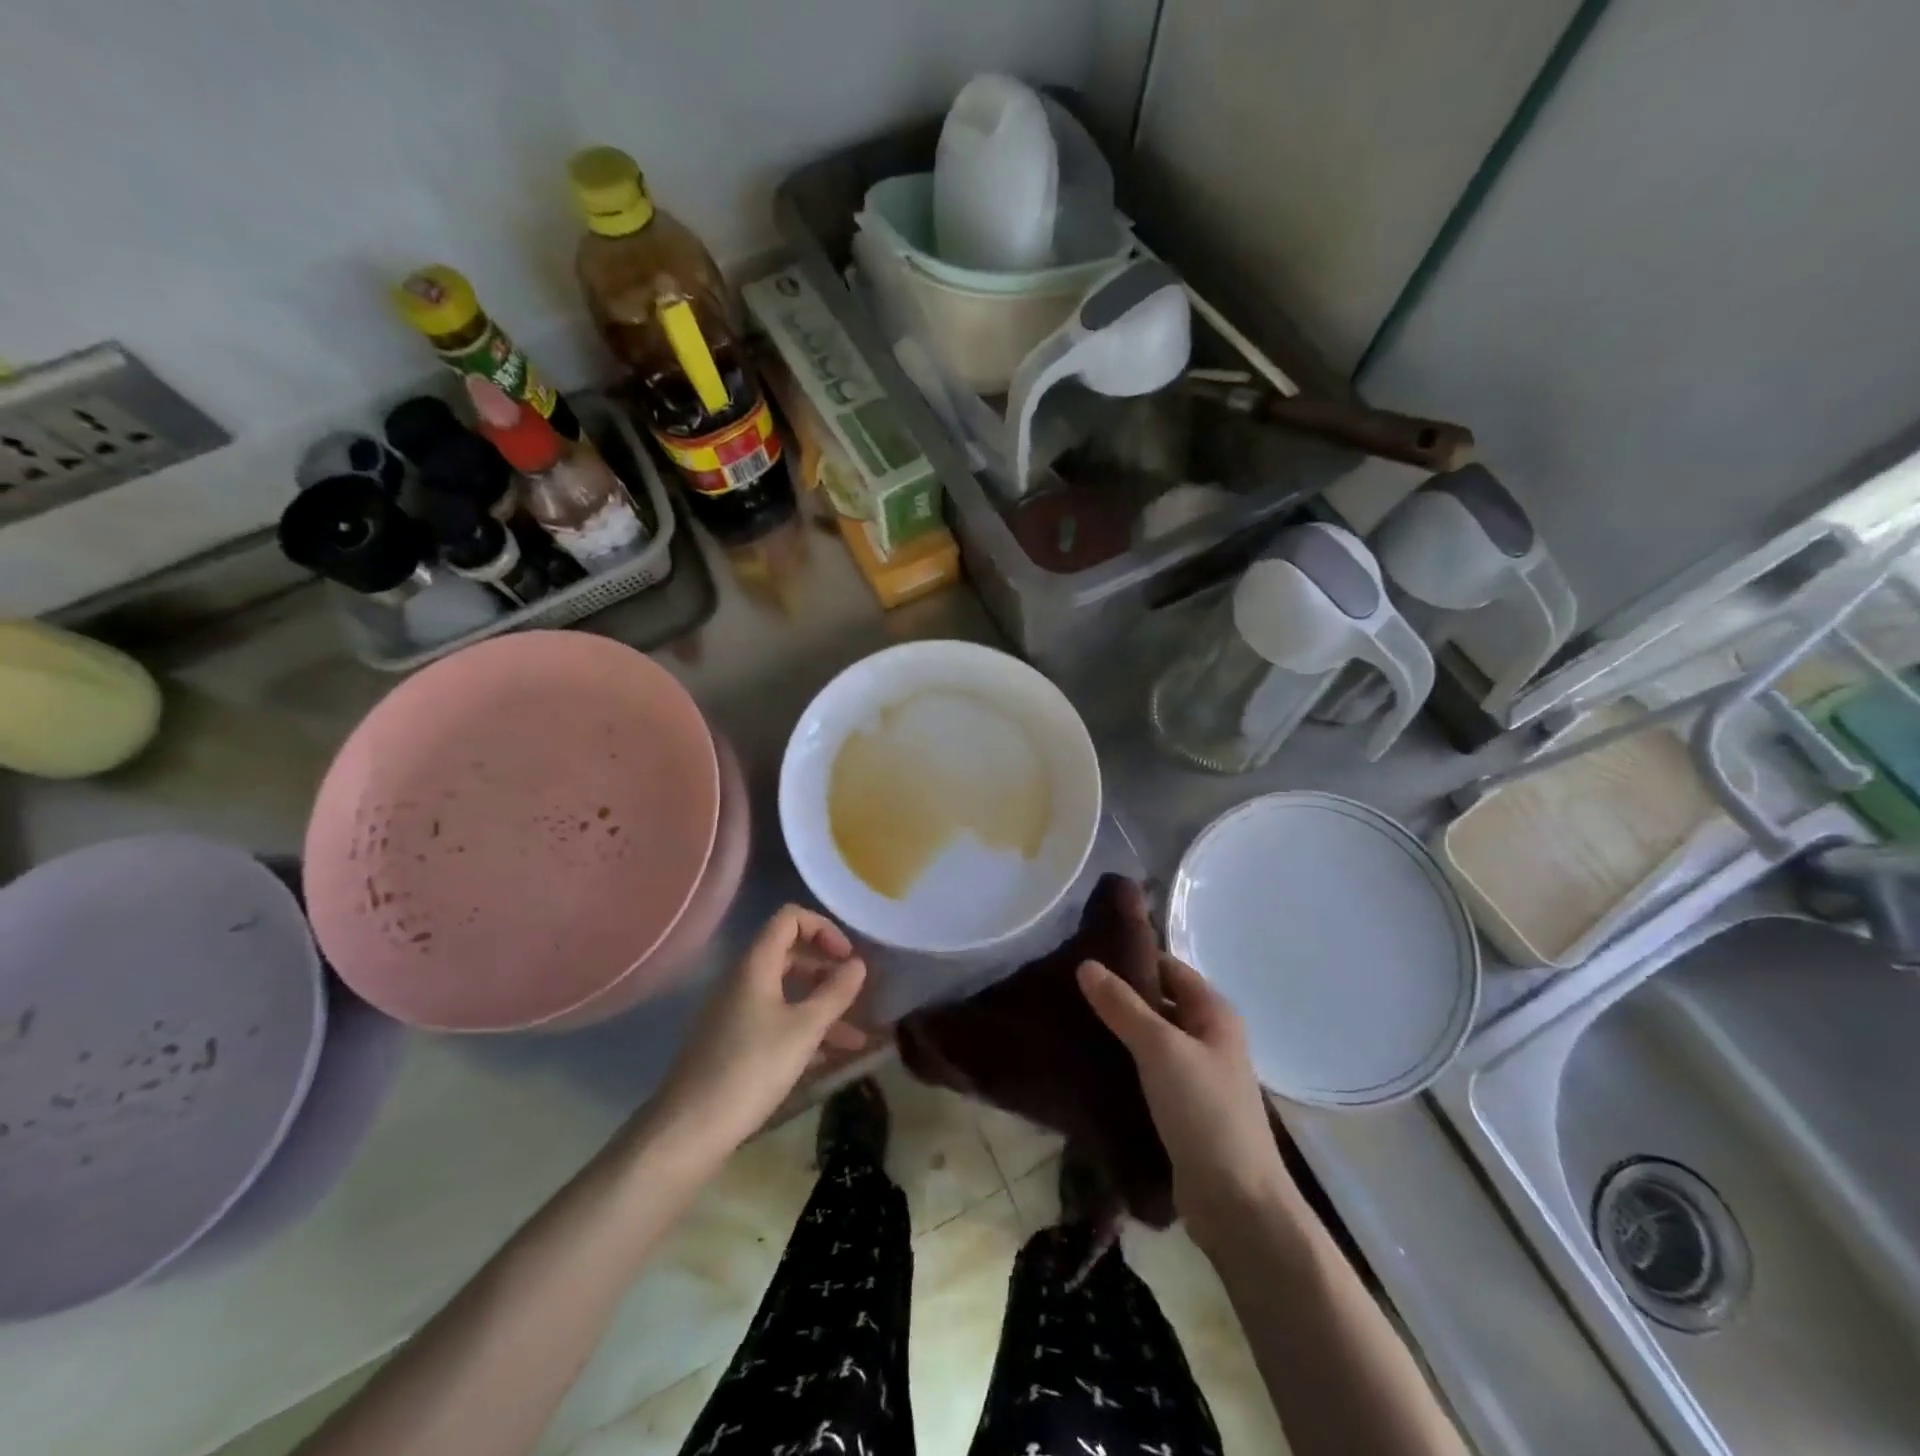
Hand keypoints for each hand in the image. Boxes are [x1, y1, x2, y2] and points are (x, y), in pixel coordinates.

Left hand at [647, 906, 867, 1167]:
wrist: (688, 1130)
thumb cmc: (751, 1069)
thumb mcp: (804, 1030)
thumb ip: (835, 993)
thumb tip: (858, 964)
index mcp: (756, 965)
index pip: (790, 919)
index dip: (823, 928)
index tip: (847, 958)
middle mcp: (743, 980)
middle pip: (790, 954)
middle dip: (826, 970)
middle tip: (855, 993)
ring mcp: (735, 1012)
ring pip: (786, 994)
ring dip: (821, 1007)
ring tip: (856, 1038)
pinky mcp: (733, 1043)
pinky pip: (775, 1021)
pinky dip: (803, 1030)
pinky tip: (829, 1059)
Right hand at [1078, 953, 1295, 1249]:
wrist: (1236, 1202)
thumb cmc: (1205, 1111)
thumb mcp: (1161, 1049)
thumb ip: (1123, 1006)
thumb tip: (1086, 964)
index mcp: (1214, 1013)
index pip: (1168, 968)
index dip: (1132, 958)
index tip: (1086, 951)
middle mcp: (1208, 1037)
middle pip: (1159, 1002)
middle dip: (1119, 994)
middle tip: (1069, 986)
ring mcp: (1196, 1074)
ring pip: (1150, 1038)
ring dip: (1117, 1030)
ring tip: (1070, 1019)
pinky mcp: (1181, 1107)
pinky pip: (1147, 1071)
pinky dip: (1122, 1063)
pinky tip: (1088, 1062)